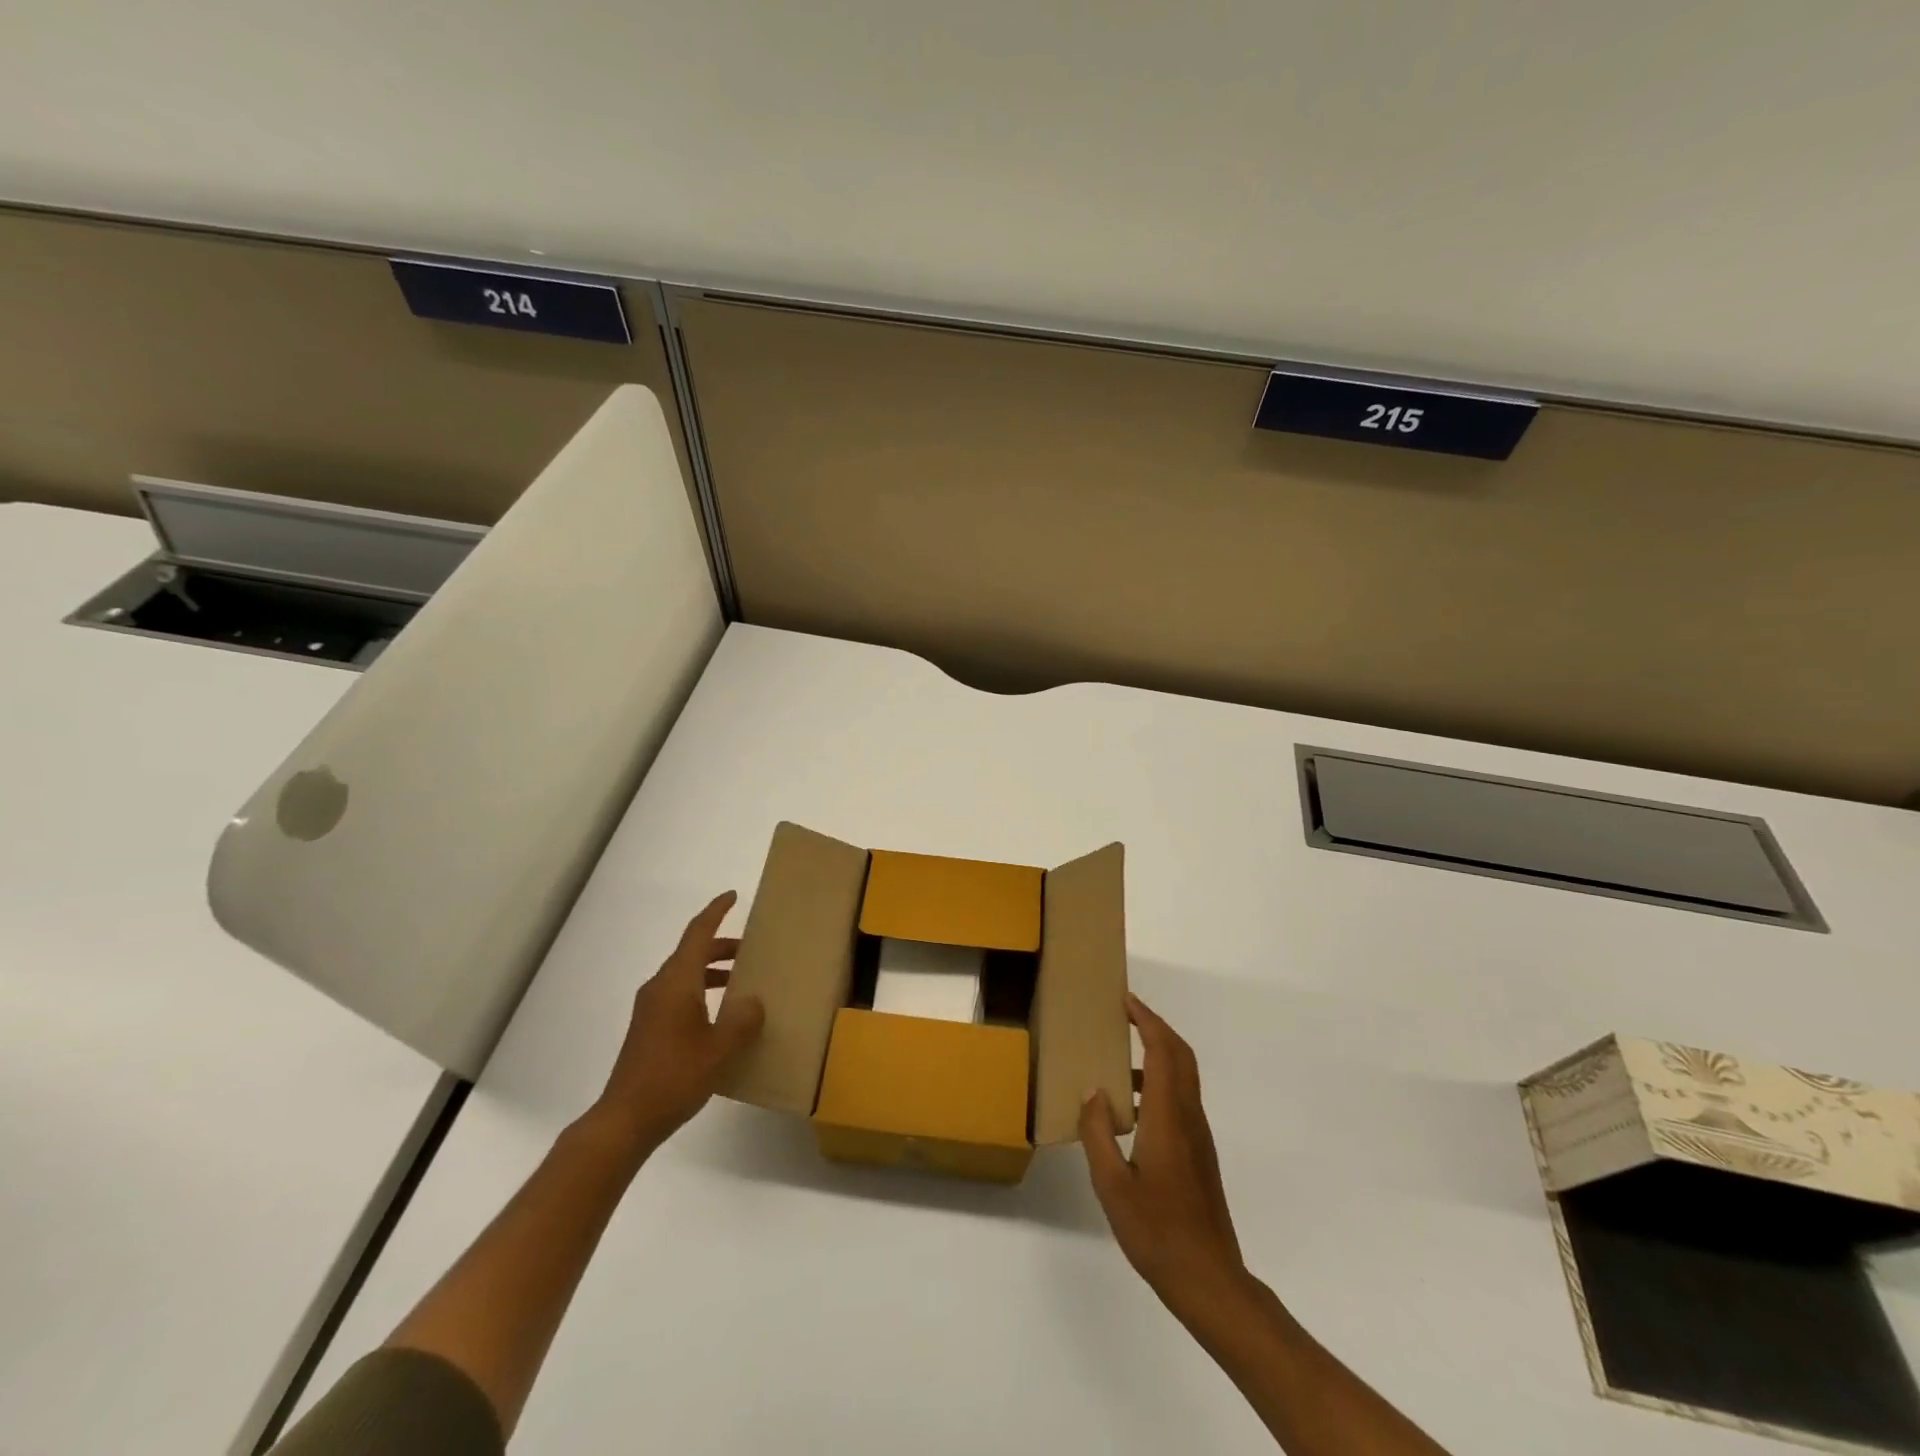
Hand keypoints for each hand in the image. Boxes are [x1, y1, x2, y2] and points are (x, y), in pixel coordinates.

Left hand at [587, 891, 764, 1155]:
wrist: (624, 1120)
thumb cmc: (674, 1077)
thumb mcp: (719, 1049)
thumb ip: (742, 1020)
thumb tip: (754, 1001)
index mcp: (677, 982)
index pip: (698, 933)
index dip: (716, 912)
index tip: (733, 896)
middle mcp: (660, 987)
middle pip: (692, 952)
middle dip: (722, 945)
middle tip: (752, 949)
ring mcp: (650, 1009)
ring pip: (685, 974)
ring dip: (713, 970)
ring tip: (741, 980)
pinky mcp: (648, 1029)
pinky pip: (679, 994)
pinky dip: (702, 990)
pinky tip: (720, 1015)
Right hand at [1081, 994, 1245, 1314]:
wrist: (1209, 1279)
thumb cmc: (1157, 1232)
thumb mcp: (1112, 1185)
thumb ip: (1098, 1133)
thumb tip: (1093, 1092)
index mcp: (1168, 1117)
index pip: (1164, 1050)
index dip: (1147, 1019)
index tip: (1125, 1001)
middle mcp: (1189, 1116)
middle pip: (1181, 1055)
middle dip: (1155, 1026)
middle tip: (1125, 1014)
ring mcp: (1198, 1135)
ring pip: (1184, 1075)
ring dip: (1159, 1052)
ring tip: (1120, 1056)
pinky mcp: (1199, 1152)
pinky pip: (1181, 1098)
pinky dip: (1160, 1080)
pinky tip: (1130, 1106)